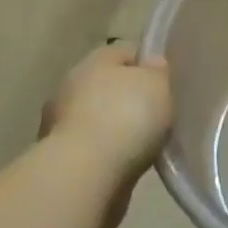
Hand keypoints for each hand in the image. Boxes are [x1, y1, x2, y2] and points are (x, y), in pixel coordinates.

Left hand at [41, 45, 172, 224]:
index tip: (167, 84)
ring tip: (145, 145)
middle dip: (130, 98)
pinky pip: (93, 148)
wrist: (86, 174)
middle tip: (158, 115)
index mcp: (96, 59)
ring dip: (116, 128)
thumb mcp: (158, 84)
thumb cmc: (127, 117)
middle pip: (110, 86)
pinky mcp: (60, 157)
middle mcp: (72, 85)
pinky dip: (108, 154)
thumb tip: (152, 64)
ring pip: (99, 118)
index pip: (127, 52)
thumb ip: (158, 71)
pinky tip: (127, 164)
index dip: (148, 65)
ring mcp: (61, 123)